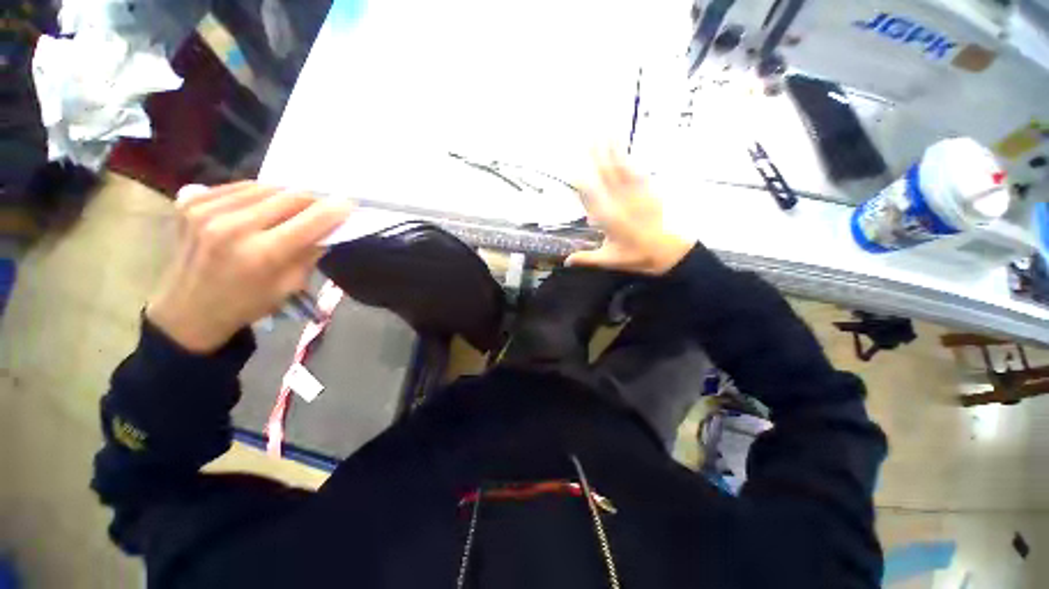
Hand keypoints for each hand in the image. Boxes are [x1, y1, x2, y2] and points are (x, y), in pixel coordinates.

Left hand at [146, 182, 351, 353]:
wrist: (188, 309)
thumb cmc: (247, 303)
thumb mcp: (291, 286)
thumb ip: (311, 252)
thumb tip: (329, 228)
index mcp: (262, 254)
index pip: (312, 220)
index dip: (335, 210)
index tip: (349, 205)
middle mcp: (233, 226)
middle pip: (290, 196)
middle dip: (312, 202)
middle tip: (319, 210)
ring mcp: (206, 210)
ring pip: (266, 187)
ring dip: (285, 197)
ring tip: (287, 212)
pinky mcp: (190, 201)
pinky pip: (240, 186)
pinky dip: (258, 195)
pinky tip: (258, 209)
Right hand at [566, 149, 695, 274]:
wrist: (667, 252)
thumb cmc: (636, 256)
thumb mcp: (609, 260)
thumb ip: (586, 258)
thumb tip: (566, 261)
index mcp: (609, 218)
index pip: (592, 196)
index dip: (582, 183)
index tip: (573, 171)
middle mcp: (621, 202)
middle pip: (606, 176)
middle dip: (597, 156)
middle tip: (589, 138)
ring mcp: (636, 195)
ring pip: (622, 170)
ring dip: (614, 152)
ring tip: (608, 134)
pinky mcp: (649, 193)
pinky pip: (639, 174)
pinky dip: (631, 163)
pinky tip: (627, 152)